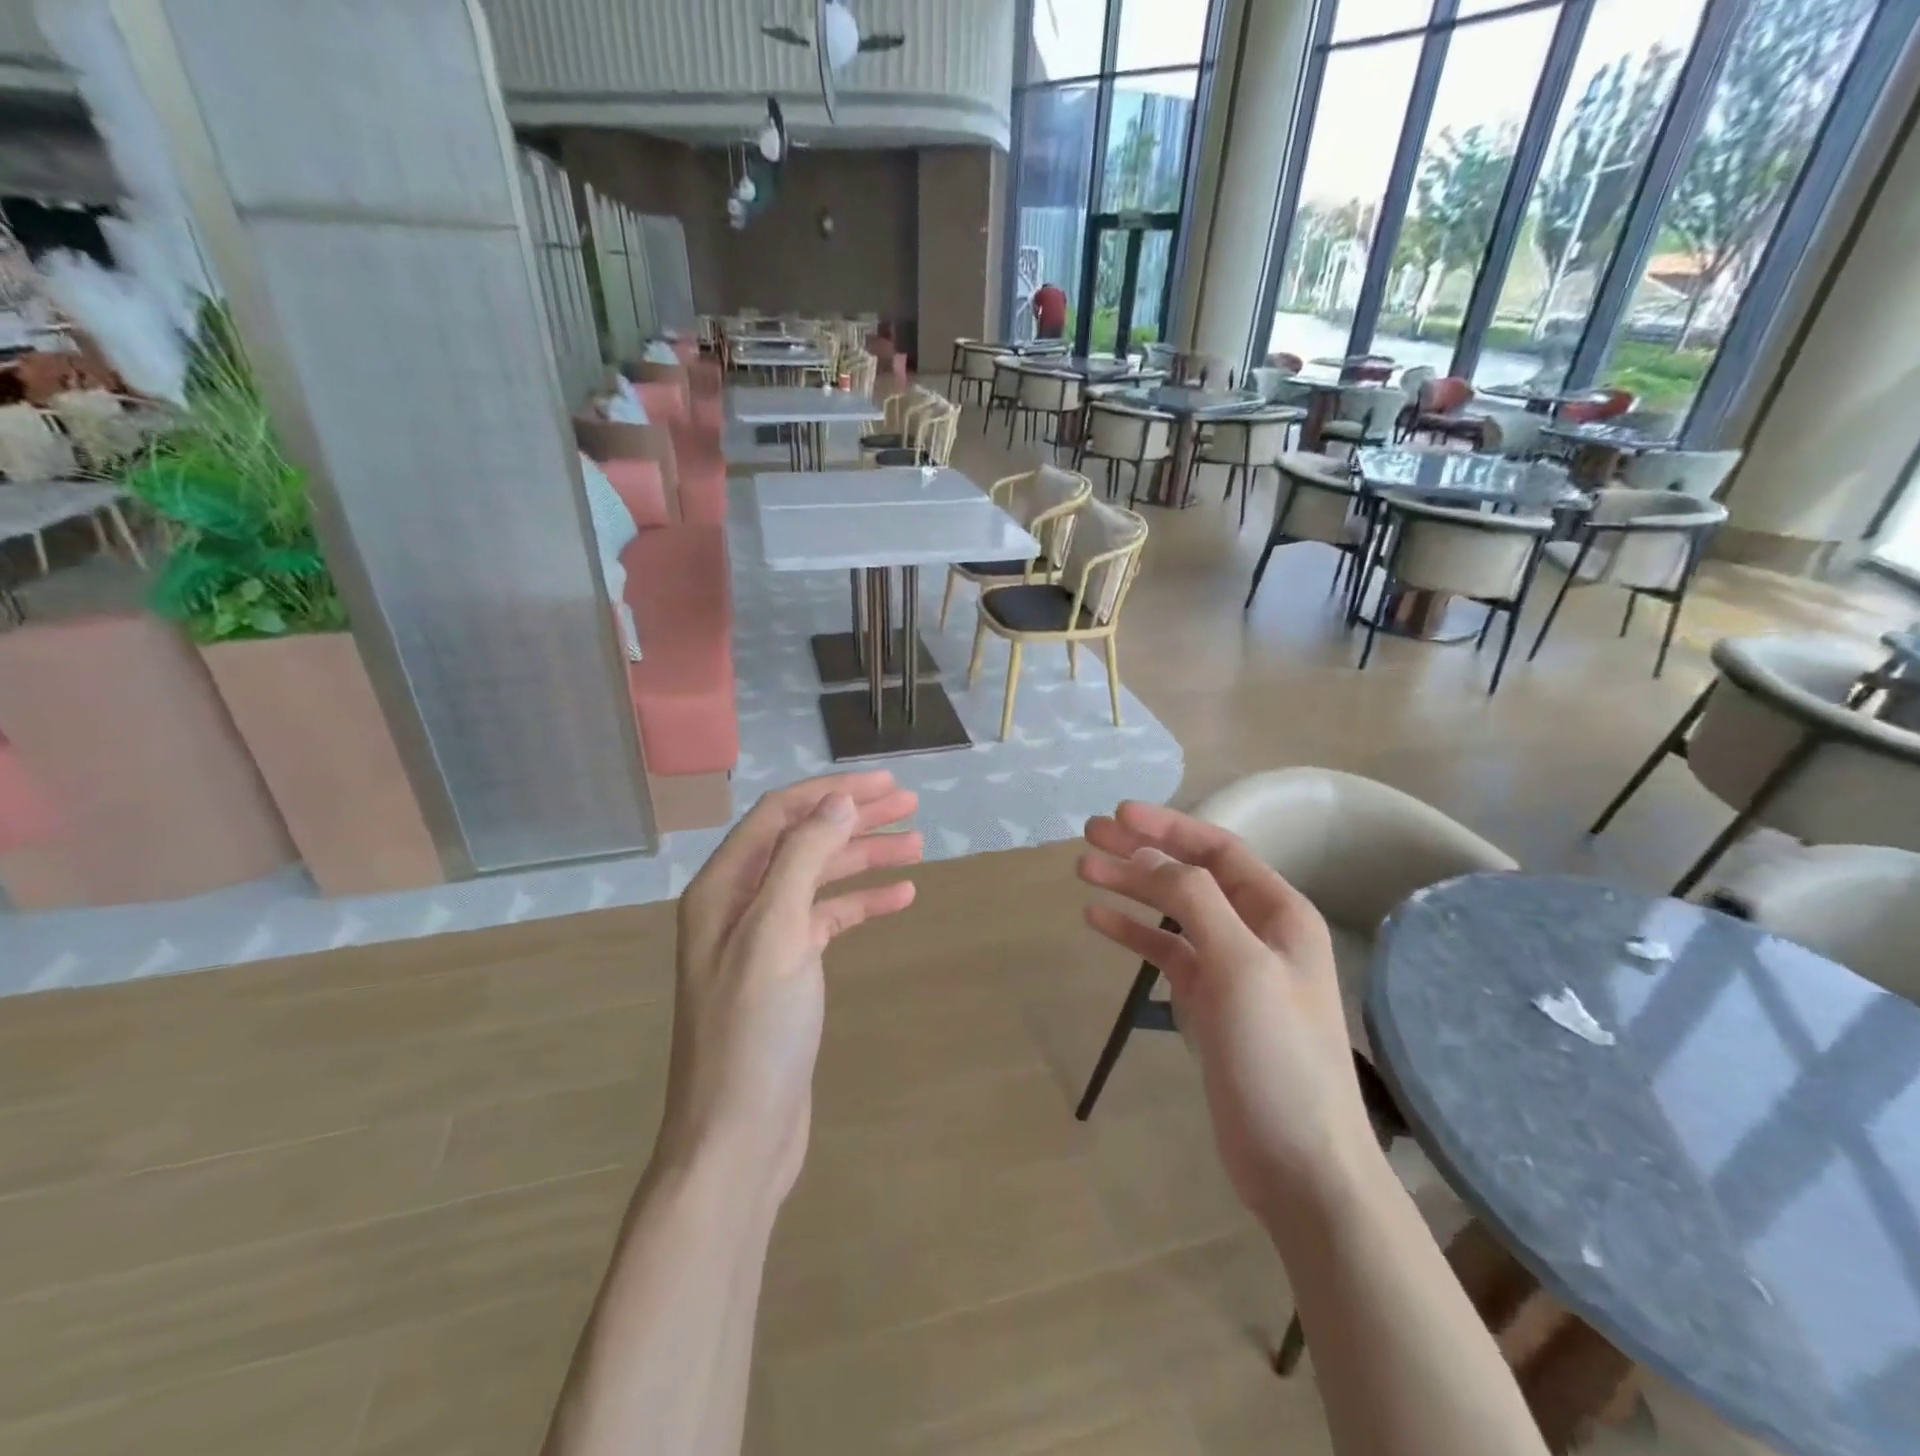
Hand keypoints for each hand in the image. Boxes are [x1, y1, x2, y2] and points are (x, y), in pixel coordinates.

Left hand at [661, 772, 920, 1204]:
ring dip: (864, 857)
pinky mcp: (788, 970)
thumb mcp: (776, 934)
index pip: (781, 815)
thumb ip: (803, 858)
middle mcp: (739, 904)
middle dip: (854, 817)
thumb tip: (837, 800)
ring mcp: (764, 938)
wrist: (737, 1136)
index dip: (832, 791)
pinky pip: (828, 919)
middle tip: (910, 804)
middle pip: (802, 840)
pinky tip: (901, 896)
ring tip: (917, 843)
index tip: (886, 783)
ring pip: (819, 877)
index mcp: (723, 887)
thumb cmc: (753, 1032)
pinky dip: (863, 903)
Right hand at [1078, 801, 1373, 1223]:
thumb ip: (1195, 902)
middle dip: (1141, 852)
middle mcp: (1256, 931)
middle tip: (1089, 835)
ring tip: (1083, 870)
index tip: (1118, 814)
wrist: (1299, 1163)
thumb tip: (1150, 858)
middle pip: (1190, 875)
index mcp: (1279, 913)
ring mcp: (1231, 968)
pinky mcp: (1209, 1003)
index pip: (1217, 849)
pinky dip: (1134, 933)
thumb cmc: (1277, 1055)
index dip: (1168, 827)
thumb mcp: (1239, 965)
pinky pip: (1166, 953)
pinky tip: (1098, 919)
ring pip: (1173, 912)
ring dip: (1131, 888)